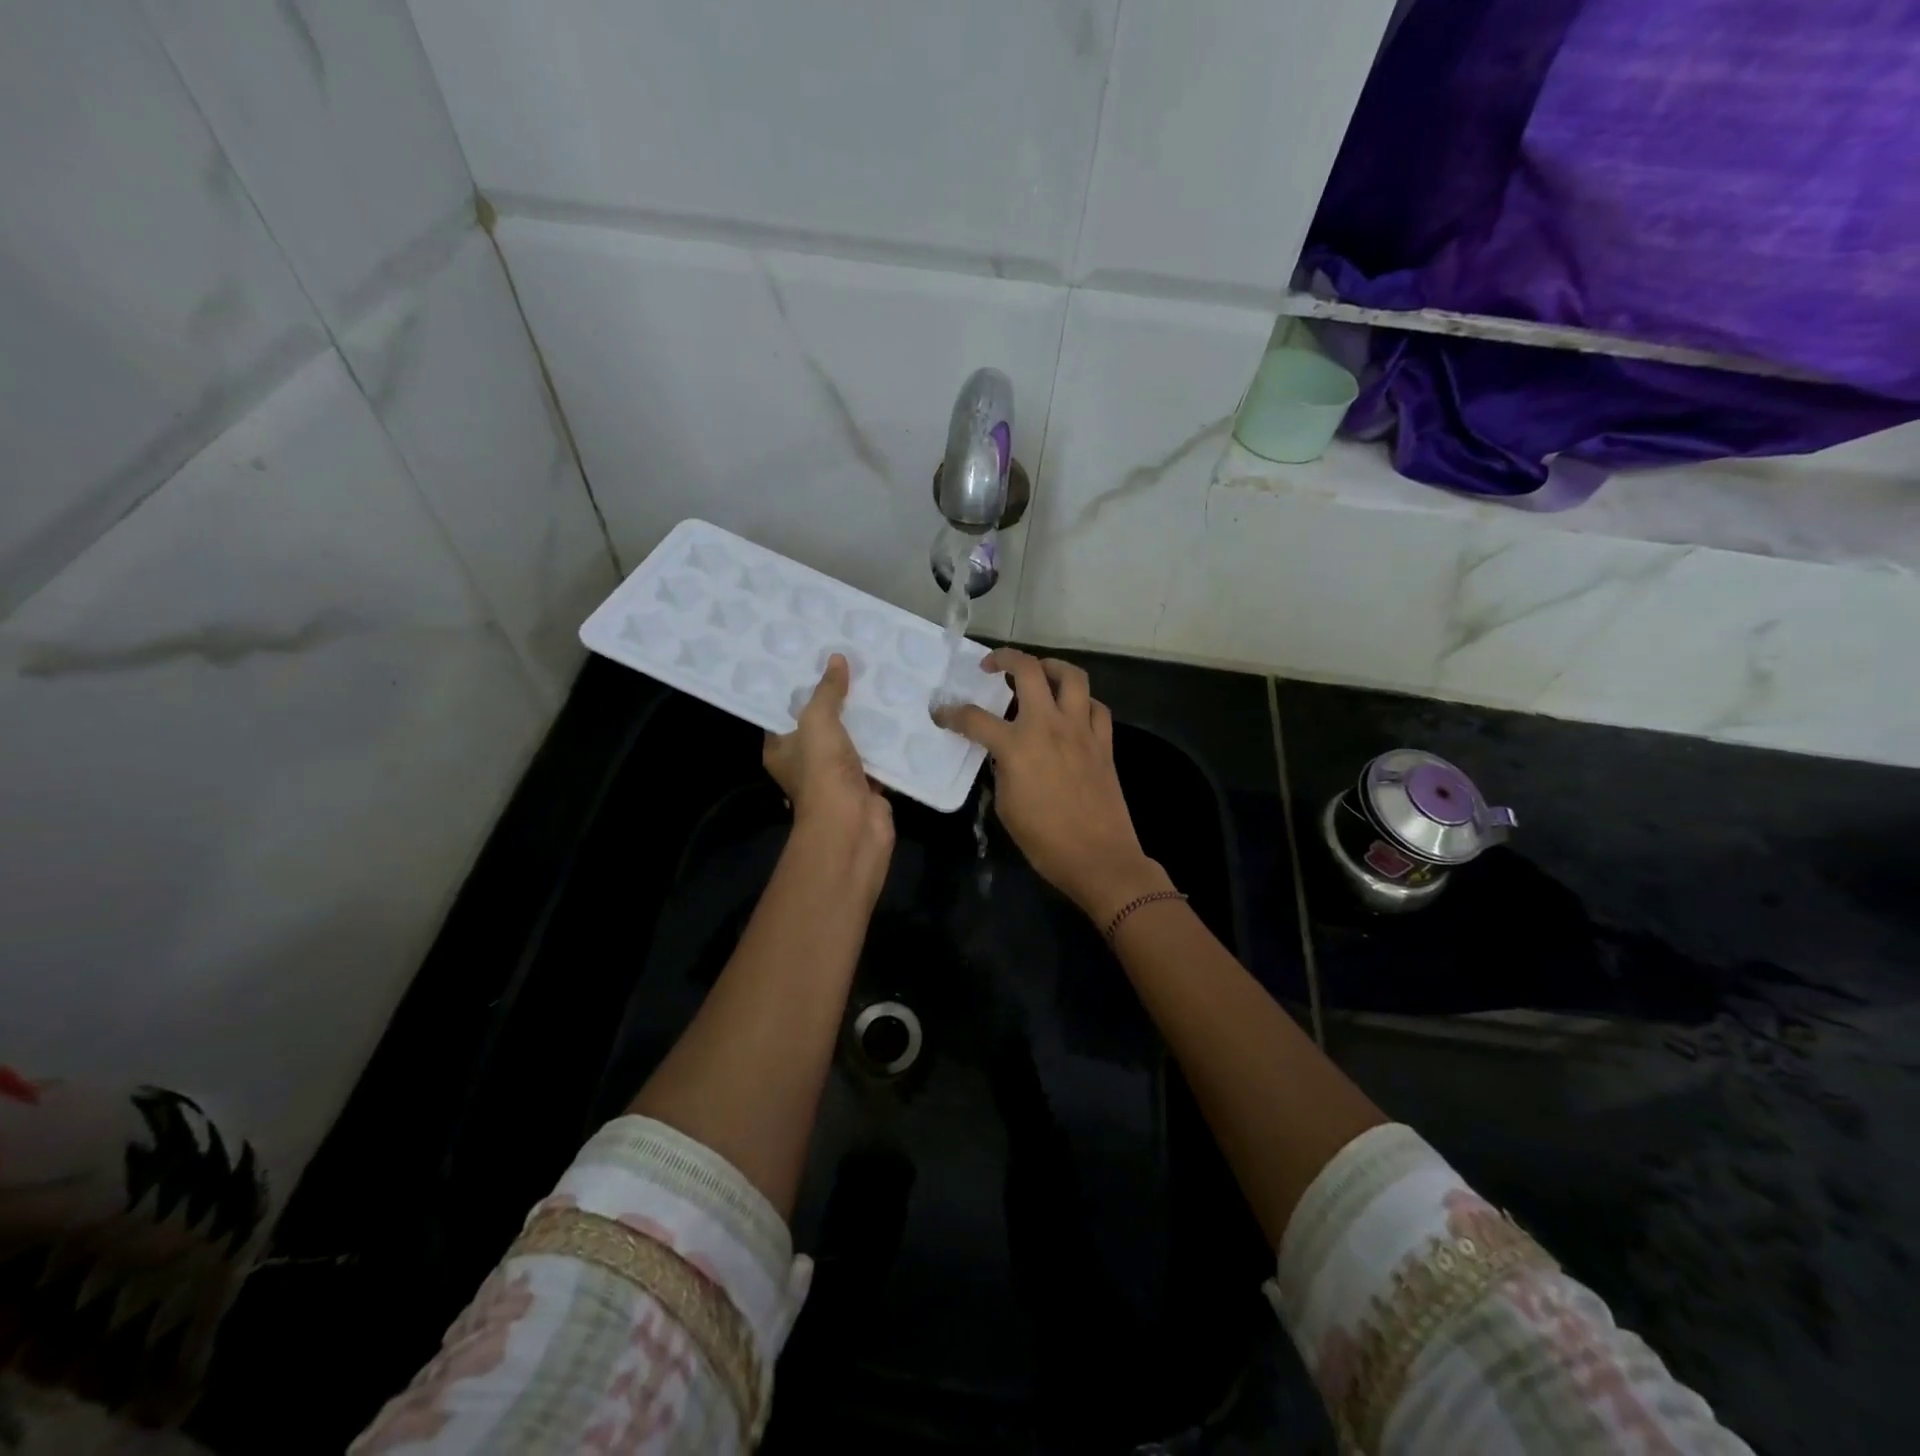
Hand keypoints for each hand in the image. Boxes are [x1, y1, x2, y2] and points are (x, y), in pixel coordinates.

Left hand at [764, 654, 893, 887]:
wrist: (852, 826)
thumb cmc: (822, 771)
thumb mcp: (818, 721)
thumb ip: (827, 691)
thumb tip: (837, 659)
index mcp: (782, 749)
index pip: (785, 713)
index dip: (800, 688)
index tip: (818, 660)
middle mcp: (806, 762)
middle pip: (822, 724)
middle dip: (839, 700)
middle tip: (857, 665)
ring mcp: (837, 776)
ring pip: (852, 740)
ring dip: (866, 720)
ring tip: (883, 683)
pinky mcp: (866, 784)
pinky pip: (877, 757)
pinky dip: (888, 742)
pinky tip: (901, 715)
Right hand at [933, 649, 1171, 923]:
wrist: (1098, 857)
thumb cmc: (1045, 840)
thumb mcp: (1006, 805)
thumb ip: (1002, 770)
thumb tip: (1005, 755)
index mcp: (1017, 746)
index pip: (975, 719)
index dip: (952, 714)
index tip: (942, 713)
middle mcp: (1049, 726)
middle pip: (1028, 671)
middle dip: (1005, 658)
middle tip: (992, 666)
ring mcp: (1081, 730)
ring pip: (1072, 676)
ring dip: (1051, 667)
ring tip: (1038, 673)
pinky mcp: (1104, 742)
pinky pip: (1096, 707)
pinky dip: (1082, 702)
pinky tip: (1072, 712)